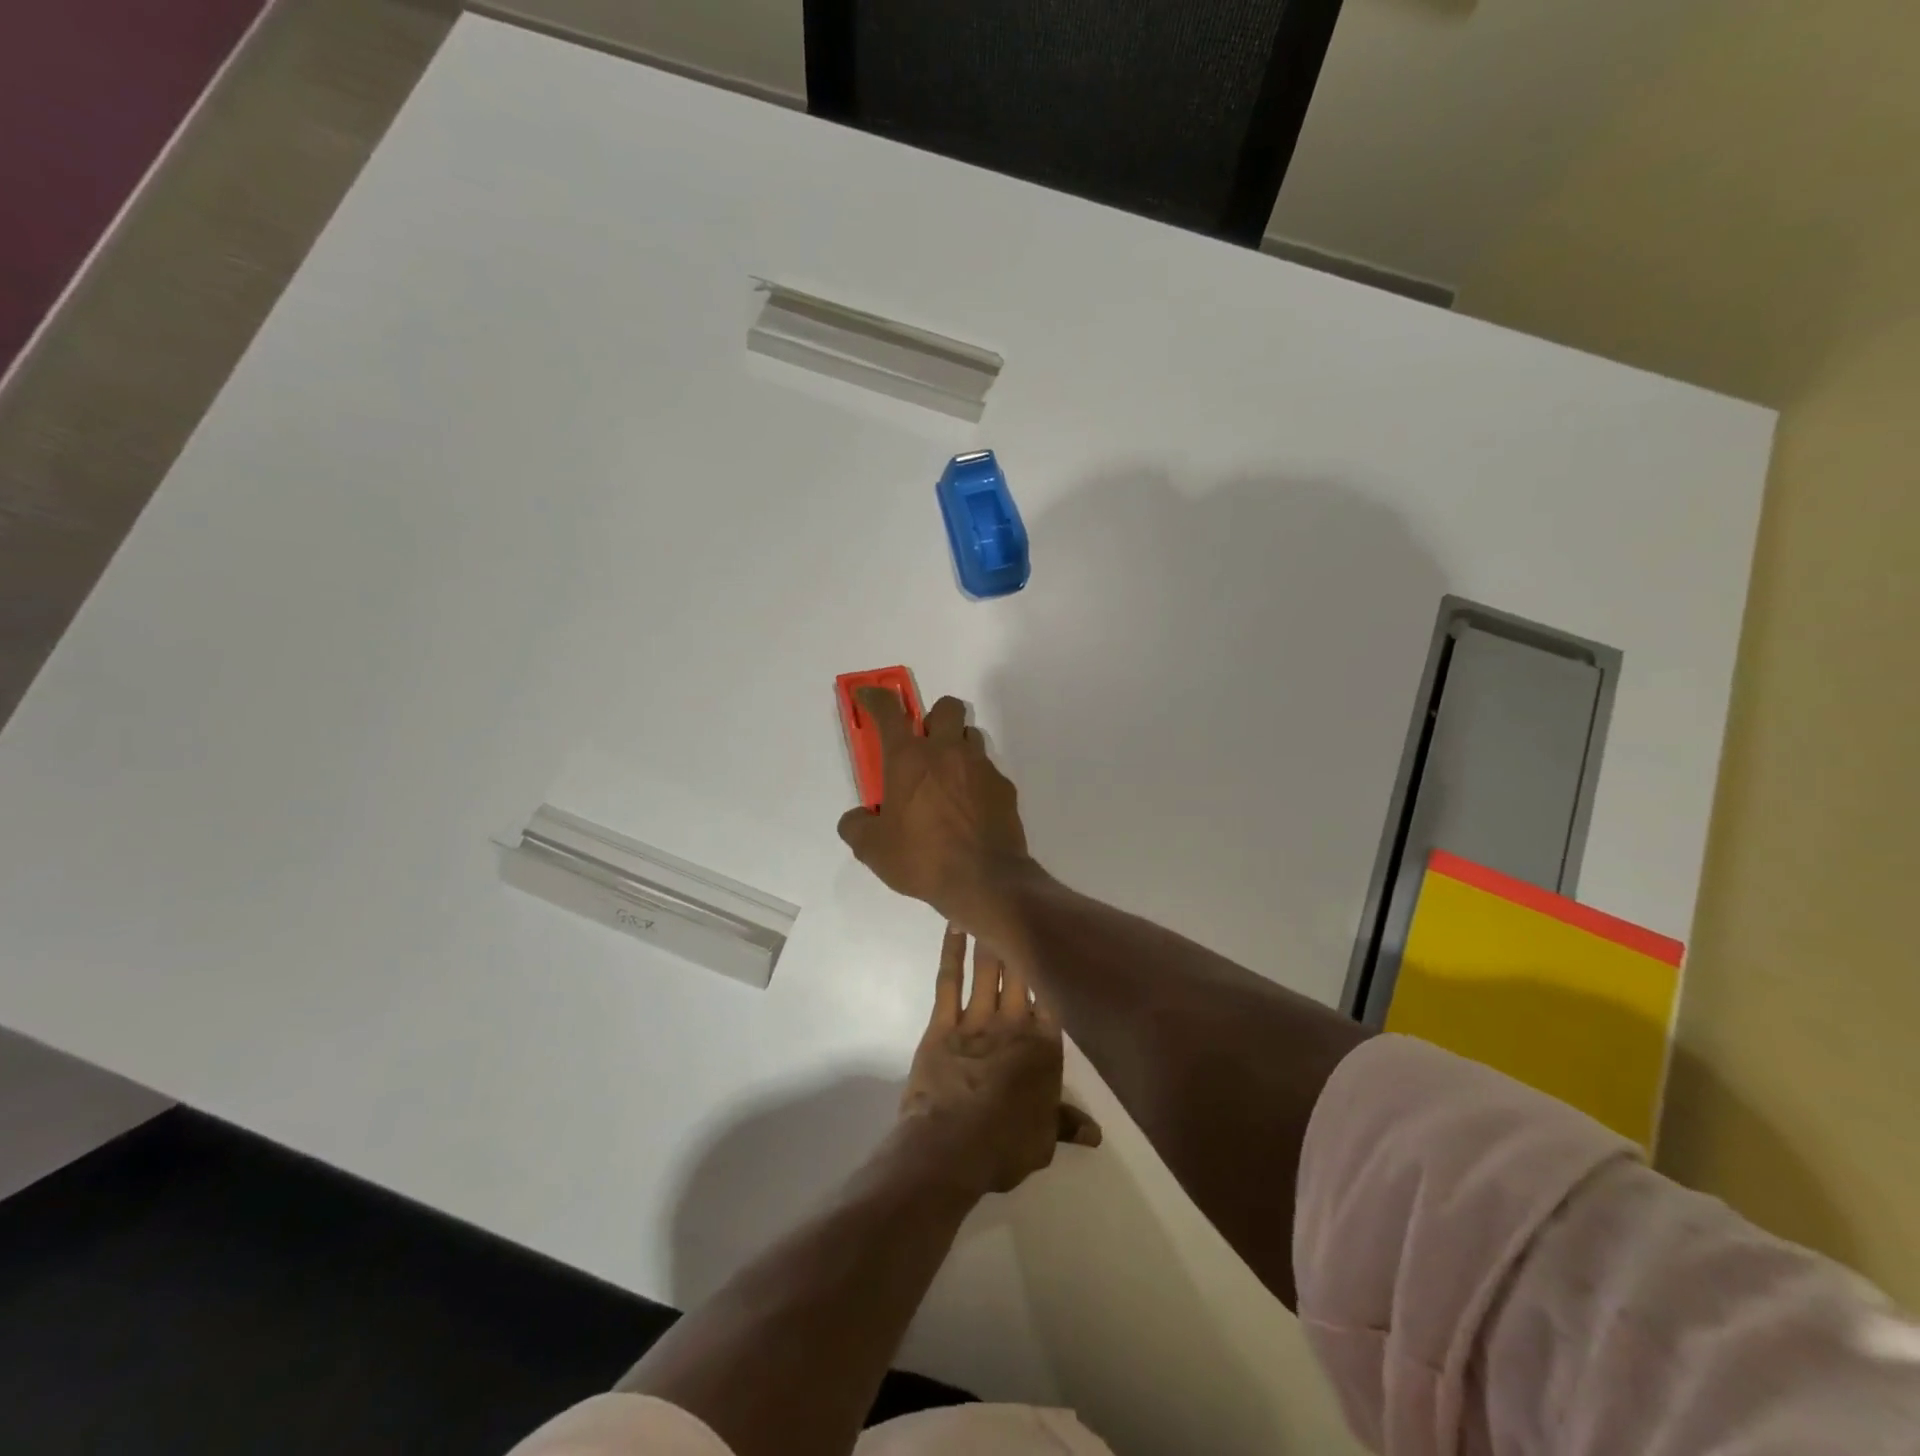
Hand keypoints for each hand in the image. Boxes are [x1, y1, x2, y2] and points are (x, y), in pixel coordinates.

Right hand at [837, 690, 1036, 936]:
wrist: (984, 880)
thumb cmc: (922, 859)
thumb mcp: (873, 850)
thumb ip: (857, 826)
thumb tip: (858, 818)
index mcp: (908, 759)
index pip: (889, 712)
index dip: (876, 697)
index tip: (869, 695)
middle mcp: (946, 752)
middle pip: (946, 706)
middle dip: (934, 716)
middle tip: (924, 743)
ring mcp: (980, 766)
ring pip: (971, 735)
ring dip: (957, 745)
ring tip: (948, 777)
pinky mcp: (1003, 787)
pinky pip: (988, 770)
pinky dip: (976, 779)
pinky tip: (970, 807)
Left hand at [900, 926, 1100, 1195]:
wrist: (951, 1147)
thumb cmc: (1005, 1146)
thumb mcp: (1044, 1140)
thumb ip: (1066, 1124)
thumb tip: (1095, 1132)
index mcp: (1045, 1049)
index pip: (1054, 999)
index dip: (1054, 969)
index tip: (1058, 941)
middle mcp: (1015, 1025)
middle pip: (1021, 975)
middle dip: (1023, 944)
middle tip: (1026, 912)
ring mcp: (977, 1020)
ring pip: (988, 970)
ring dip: (990, 939)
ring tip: (993, 906)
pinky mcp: (943, 1023)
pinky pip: (950, 980)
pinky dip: (952, 951)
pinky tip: (956, 925)